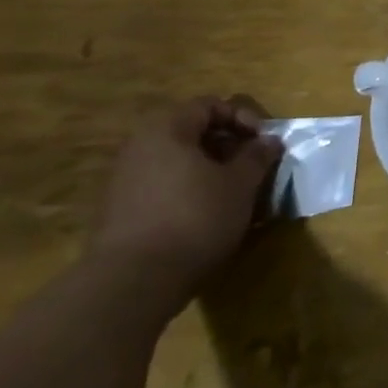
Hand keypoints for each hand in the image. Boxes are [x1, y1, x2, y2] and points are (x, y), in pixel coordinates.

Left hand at [90, 97, 283, 305]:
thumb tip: (269, 141)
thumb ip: (257, 156)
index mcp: (166, 131)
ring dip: (209, 168)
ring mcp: (123, 181)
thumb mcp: (240, 183)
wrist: (132, 281)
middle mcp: (138, 148)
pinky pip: (162, 185)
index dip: (242, 117)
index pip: (208, 105)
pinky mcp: (118, 211)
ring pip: (176, 160)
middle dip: (227, 144)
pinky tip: (208, 213)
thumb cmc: (195, 217)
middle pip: (190, 131)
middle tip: (252, 164)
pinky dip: (188, 189)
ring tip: (234, 190)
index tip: (263, 141)